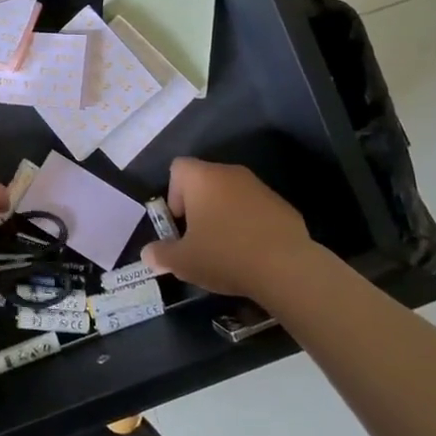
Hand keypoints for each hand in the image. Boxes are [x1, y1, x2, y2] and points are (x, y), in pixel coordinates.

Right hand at [141, 157, 325, 300]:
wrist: (286, 268)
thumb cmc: (224, 255)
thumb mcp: (183, 261)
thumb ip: (161, 254)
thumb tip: (148, 254)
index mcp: (202, 178)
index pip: (178, 168)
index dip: (173, 194)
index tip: (180, 224)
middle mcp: (230, 173)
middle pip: (205, 182)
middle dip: (198, 207)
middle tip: (199, 240)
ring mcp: (259, 187)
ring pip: (231, 195)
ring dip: (224, 215)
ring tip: (226, 249)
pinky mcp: (282, 205)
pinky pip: (255, 209)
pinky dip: (248, 225)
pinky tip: (252, 253)